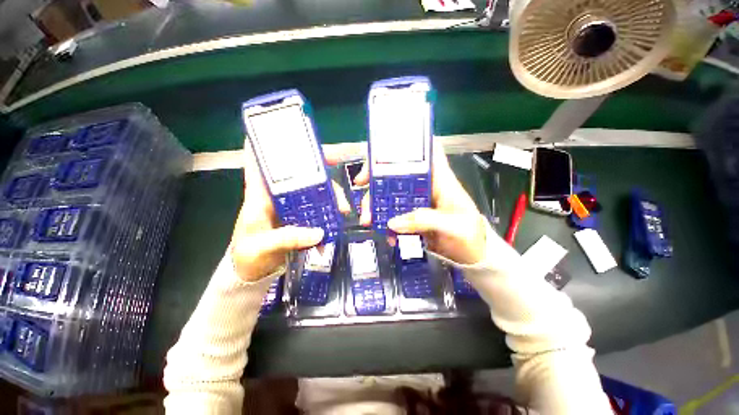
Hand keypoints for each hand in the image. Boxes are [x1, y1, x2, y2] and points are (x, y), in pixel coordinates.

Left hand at [230, 144, 350, 281]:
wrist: (252, 273)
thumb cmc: (248, 256)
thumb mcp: (261, 247)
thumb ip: (287, 238)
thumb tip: (318, 232)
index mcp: (259, 195)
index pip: (258, 161)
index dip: (268, 142)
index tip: (286, 130)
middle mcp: (276, 195)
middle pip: (297, 172)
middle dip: (318, 165)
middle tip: (337, 161)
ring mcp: (290, 206)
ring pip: (313, 190)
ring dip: (330, 194)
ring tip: (342, 208)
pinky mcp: (300, 217)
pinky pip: (318, 207)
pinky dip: (329, 210)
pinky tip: (338, 217)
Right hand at [350, 141, 486, 264]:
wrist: (472, 256)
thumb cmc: (470, 235)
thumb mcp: (453, 226)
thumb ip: (424, 221)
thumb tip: (393, 222)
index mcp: (441, 180)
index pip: (426, 152)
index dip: (407, 146)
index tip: (384, 152)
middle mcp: (426, 187)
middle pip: (399, 173)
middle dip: (377, 178)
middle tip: (360, 186)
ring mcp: (417, 203)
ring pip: (391, 195)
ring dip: (376, 205)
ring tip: (368, 220)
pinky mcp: (412, 217)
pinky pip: (393, 215)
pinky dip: (385, 223)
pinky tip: (386, 233)